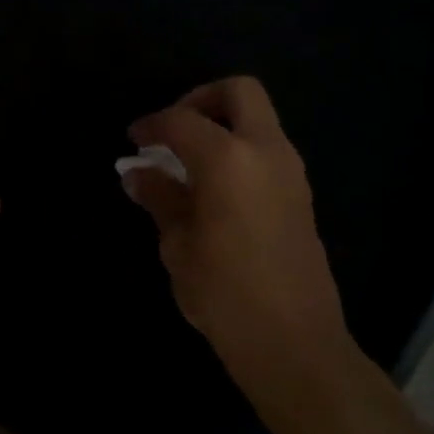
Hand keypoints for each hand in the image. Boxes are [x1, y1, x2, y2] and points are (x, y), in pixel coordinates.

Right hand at [121, 76, 354, 394]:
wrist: (292, 340)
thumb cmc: (223, 292)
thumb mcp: (178, 245)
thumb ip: (160, 198)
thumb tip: (138, 174)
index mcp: (228, 159)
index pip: (183, 121)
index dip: (153, 125)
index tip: (134, 140)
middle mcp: (266, 152)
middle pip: (239, 93)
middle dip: (201, 100)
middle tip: (172, 132)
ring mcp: (291, 172)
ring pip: (258, 120)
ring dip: (222, 127)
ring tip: (186, 164)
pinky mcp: (300, 195)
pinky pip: (266, 150)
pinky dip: (237, 151)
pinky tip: (212, 189)